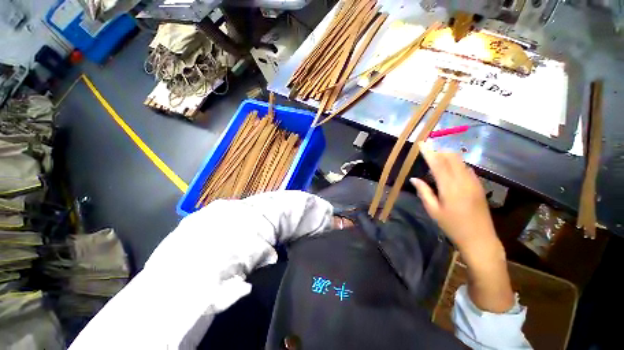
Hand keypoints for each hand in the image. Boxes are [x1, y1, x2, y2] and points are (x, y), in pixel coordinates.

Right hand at [410, 142, 513, 312]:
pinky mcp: (479, 186)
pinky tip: (449, 171)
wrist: (480, 239)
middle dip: (439, 151)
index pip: (438, 164)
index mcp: (450, 187)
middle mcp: (463, 181)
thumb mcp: (433, 211)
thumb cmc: (452, 226)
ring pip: (460, 161)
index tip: (422, 143)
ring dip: (447, 157)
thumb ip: (424, 192)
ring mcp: (474, 182)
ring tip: (436, 160)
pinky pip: (466, 168)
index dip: (429, 152)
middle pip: (452, 158)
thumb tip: (414, 179)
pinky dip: (456, 164)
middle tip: (428, 153)